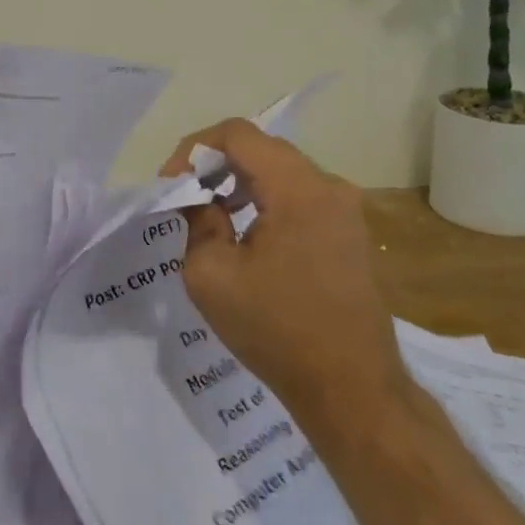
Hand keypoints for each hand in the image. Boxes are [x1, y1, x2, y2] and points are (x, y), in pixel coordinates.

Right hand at [161, 120, 405, 414]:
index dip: (195, 148)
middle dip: (216, 165)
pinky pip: (300, 196)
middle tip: (186, 196)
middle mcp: (328, 186)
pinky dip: (267, 201)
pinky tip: (248, 234)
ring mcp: (346, 209)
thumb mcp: (211, 275)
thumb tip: (199, 200)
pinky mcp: (351, 232)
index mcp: (297, 188)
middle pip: (262, 148)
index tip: (172, 183)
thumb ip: (197, 221)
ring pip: (282, 171)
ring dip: (241, 182)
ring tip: (212, 215)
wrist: (352, 390)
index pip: (238, 134)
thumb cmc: (276, 329)